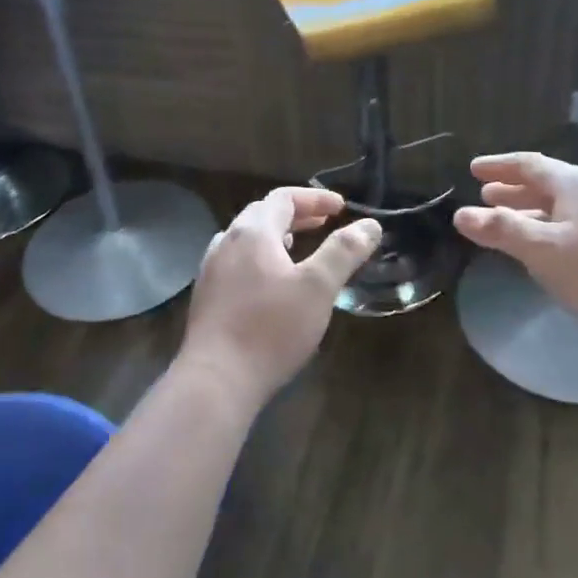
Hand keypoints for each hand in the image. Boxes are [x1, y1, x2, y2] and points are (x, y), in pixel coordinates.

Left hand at [183, 186, 381, 410]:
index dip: (315, 198)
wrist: (217, 379)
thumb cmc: (271, 328)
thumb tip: (370, 225)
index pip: (283, 198)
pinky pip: (236, 263)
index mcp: (252, 232)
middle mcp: (226, 243)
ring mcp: (211, 270)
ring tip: (298, 248)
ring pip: (246, 239)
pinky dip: (259, 259)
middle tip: (324, 223)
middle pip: (262, 214)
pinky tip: (270, 283)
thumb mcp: (318, 288)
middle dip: (296, 214)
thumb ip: (344, 252)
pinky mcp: (207, 297)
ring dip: (275, 236)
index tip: (341, 208)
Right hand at [452, 153, 577, 365]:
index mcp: (576, 183)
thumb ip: (500, 229)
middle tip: (486, 196)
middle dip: (514, 190)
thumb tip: (460, 214)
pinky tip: (547, 247)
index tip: (473, 169)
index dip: (499, 166)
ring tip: (508, 221)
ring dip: (532, 210)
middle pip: (547, 183)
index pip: (529, 164)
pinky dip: (552, 227)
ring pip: (563, 205)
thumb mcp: (542, 250)